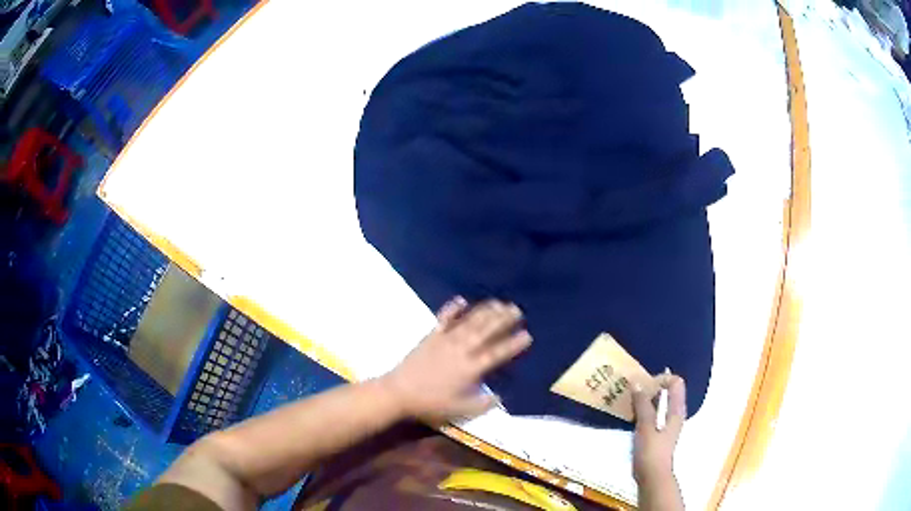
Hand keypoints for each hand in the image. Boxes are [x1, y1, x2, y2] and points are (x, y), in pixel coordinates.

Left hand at [382, 297, 531, 422]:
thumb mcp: (460, 410)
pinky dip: (452, 308)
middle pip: (486, 332)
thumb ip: (483, 403)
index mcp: (470, 369)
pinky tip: (462, 300)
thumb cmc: (431, 403)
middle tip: (517, 309)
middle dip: (503, 320)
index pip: (497, 354)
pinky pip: (444, 319)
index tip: (527, 335)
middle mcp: (461, 350)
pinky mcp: (431, 336)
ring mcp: (445, 340)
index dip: (513, 344)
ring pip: (469, 322)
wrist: (399, 392)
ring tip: (499, 303)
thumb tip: (500, 396)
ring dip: (485, 311)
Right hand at [632, 373, 686, 485]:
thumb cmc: (651, 452)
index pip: (676, 382)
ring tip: (628, 400)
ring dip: (645, 399)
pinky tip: (630, 415)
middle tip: (632, 391)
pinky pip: (651, 414)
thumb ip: (642, 405)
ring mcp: (666, 424)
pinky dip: (642, 410)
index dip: (661, 379)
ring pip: (658, 403)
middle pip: (667, 391)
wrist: (652, 477)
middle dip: (650, 387)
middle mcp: (674, 414)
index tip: (644, 386)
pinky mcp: (657, 433)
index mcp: (676, 410)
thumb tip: (637, 383)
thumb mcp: (646, 427)